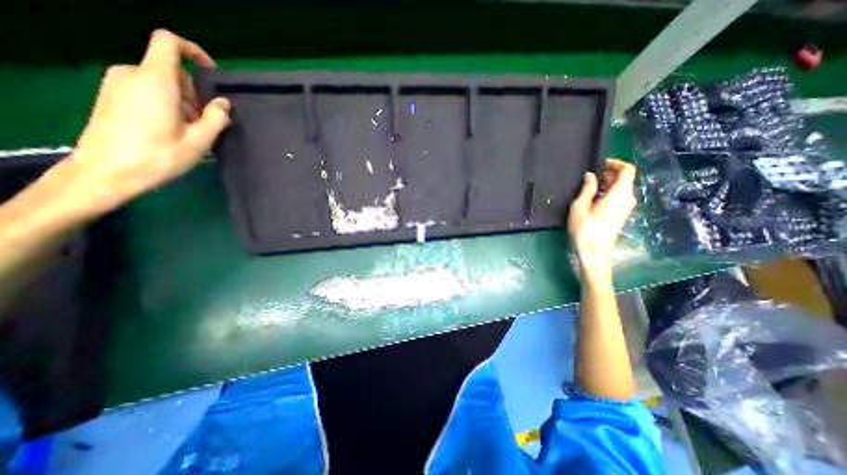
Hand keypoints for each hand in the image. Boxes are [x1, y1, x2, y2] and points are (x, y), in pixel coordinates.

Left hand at [69, 31, 229, 211]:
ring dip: (181, 101)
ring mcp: (117, 84)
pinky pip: (146, 90)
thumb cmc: (158, 155)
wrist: (107, 171)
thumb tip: (223, 103)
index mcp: (156, 81)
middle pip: (171, 71)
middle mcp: (132, 74)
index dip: (193, 51)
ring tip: (188, 131)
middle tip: (203, 122)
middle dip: (193, 93)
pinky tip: (170, 129)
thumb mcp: (199, 140)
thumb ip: (215, 118)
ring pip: (161, 83)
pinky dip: (165, 104)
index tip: (211, 72)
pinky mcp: (111, 95)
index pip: (169, 44)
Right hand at [569, 160, 634, 277]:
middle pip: (625, 178)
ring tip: (588, 187)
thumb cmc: (585, 228)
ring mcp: (626, 208)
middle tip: (589, 176)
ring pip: (621, 188)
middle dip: (609, 173)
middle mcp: (627, 198)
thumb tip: (591, 176)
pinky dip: (608, 192)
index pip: (627, 170)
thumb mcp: (580, 206)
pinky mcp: (621, 215)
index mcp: (619, 193)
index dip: (615, 163)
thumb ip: (587, 188)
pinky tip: (593, 199)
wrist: (594, 251)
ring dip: (607, 183)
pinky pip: (618, 197)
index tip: (598, 165)